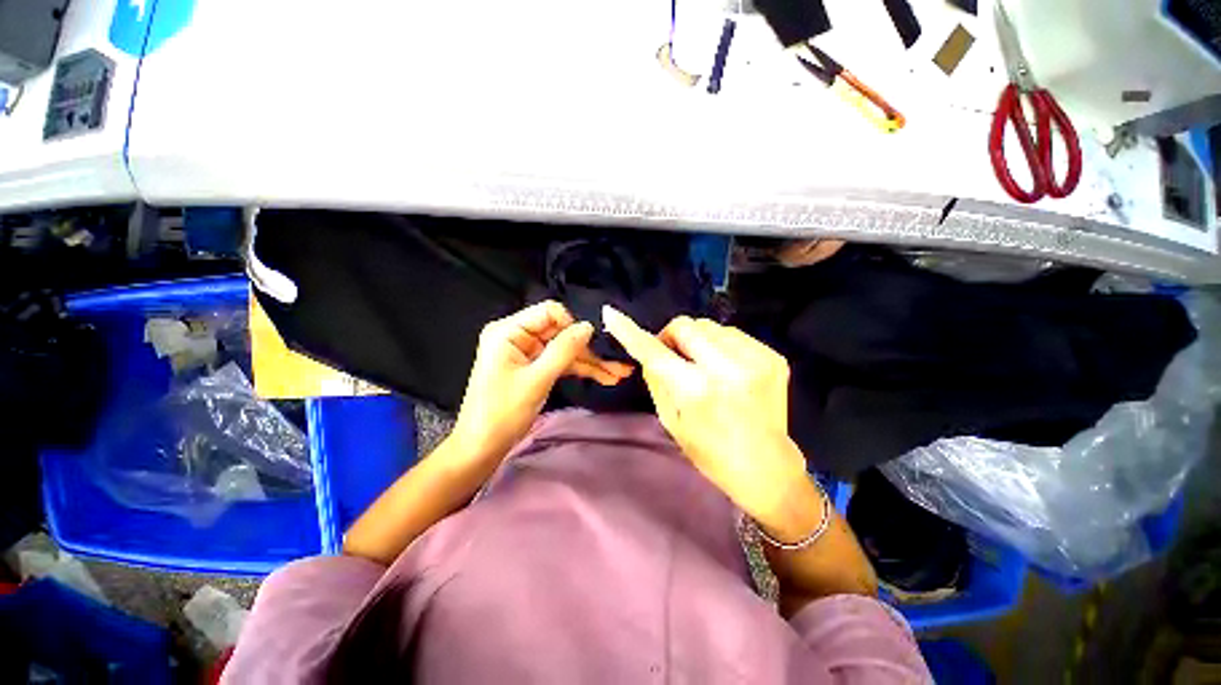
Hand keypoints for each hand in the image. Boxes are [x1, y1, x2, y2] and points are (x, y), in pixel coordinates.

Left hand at [452, 301, 632, 462]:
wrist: (481, 448)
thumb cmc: (503, 413)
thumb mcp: (537, 380)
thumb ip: (563, 350)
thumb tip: (588, 326)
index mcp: (508, 331)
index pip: (549, 312)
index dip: (572, 325)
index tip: (593, 344)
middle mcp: (517, 336)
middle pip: (560, 332)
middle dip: (588, 348)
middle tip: (617, 362)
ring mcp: (526, 352)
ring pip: (564, 349)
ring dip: (589, 361)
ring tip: (618, 373)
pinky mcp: (532, 367)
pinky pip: (560, 362)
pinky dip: (579, 370)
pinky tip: (603, 377)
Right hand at [603, 306, 819, 539]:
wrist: (767, 468)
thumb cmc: (710, 452)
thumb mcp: (671, 421)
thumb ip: (656, 380)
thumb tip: (648, 350)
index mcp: (696, 390)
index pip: (654, 350)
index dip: (629, 331)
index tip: (611, 313)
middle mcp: (726, 368)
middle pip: (685, 325)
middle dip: (672, 336)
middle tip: (674, 356)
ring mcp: (755, 359)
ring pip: (710, 326)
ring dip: (699, 340)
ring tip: (704, 364)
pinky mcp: (773, 357)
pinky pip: (733, 334)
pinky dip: (721, 346)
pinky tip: (726, 368)